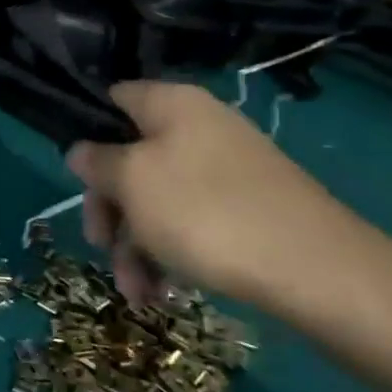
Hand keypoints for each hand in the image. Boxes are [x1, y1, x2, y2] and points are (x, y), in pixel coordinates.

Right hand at [67, 81, 381, 312]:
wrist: (316, 271)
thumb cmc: (204, 212)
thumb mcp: (132, 182)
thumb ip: (97, 161)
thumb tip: (81, 150)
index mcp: (172, 104)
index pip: (114, 99)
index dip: (88, 132)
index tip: (75, 175)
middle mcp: (200, 127)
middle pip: (130, 158)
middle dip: (110, 208)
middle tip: (100, 245)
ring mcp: (226, 169)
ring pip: (157, 198)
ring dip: (135, 245)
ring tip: (135, 292)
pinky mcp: (246, 209)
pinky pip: (190, 222)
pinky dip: (169, 253)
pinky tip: (161, 292)